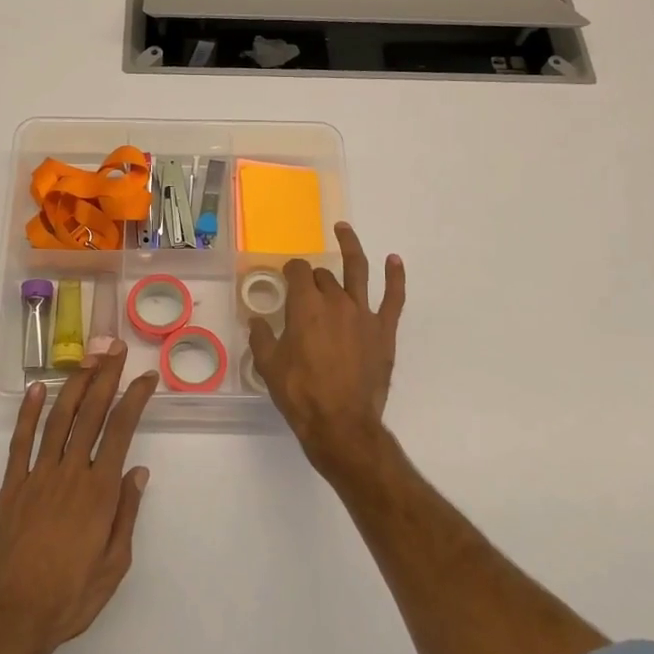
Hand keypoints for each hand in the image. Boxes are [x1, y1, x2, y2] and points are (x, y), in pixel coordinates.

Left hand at [0, 342, 154, 653]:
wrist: (12, 618)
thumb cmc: (70, 596)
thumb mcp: (114, 565)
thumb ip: (127, 514)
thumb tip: (138, 471)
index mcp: (99, 492)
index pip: (121, 431)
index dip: (135, 399)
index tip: (146, 378)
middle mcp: (70, 473)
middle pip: (91, 414)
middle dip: (106, 378)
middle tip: (115, 350)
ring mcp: (37, 476)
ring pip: (58, 419)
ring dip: (74, 385)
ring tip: (87, 359)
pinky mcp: (11, 486)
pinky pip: (20, 442)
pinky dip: (27, 413)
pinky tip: (35, 389)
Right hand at [251, 222, 404, 474]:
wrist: (340, 423)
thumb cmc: (300, 394)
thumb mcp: (269, 366)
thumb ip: (262, 337)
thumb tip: (257, 322)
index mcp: (305, 306)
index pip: (297, 272)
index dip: (290, 271)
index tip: (286, 277)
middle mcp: (335, 301)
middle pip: (323, 275)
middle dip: (313, 276)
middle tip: (307, 289)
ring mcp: (363, 313)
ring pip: (358, 270)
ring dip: (350, 247)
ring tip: (344, 230)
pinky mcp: (383, 330)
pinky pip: (393, 297)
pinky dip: (395, 276)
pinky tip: (394, 260)